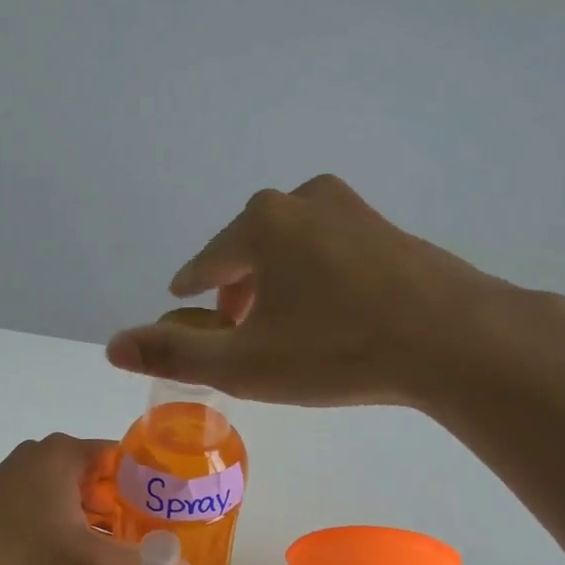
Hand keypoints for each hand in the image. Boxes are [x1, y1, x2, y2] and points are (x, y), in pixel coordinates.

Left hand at [0, 434, 140, 564]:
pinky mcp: (0, 497)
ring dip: (96, 518)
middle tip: (149, 539)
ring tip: (120, 550)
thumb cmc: (21, 553)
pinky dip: (67, 523)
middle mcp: (41, 453)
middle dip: (125, 507)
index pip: (126, 457)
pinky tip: (76, 553)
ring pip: (73, 492)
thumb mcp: (88, 562)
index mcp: (66, 452)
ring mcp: (17, 474)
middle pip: (100, 476)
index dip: (152, 486)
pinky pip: (49, 503)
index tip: (170, 515)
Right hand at [103, 174, 517, 406]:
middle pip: (249, 250)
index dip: (192, 291)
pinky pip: (332, 252)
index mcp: (259, 225)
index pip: (206, 263)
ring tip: (283, 324)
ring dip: (278, 281)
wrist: (452, 338)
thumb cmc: (337, 349)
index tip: (186, 305)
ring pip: (293, 247)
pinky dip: (318, 278)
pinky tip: (332, 312)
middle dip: (238, 289)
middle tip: (238, 330)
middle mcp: (301, 201)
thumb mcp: (246, 363)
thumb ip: (175, 352)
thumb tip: (112, 345)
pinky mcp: (388, 229)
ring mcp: (351, 210)